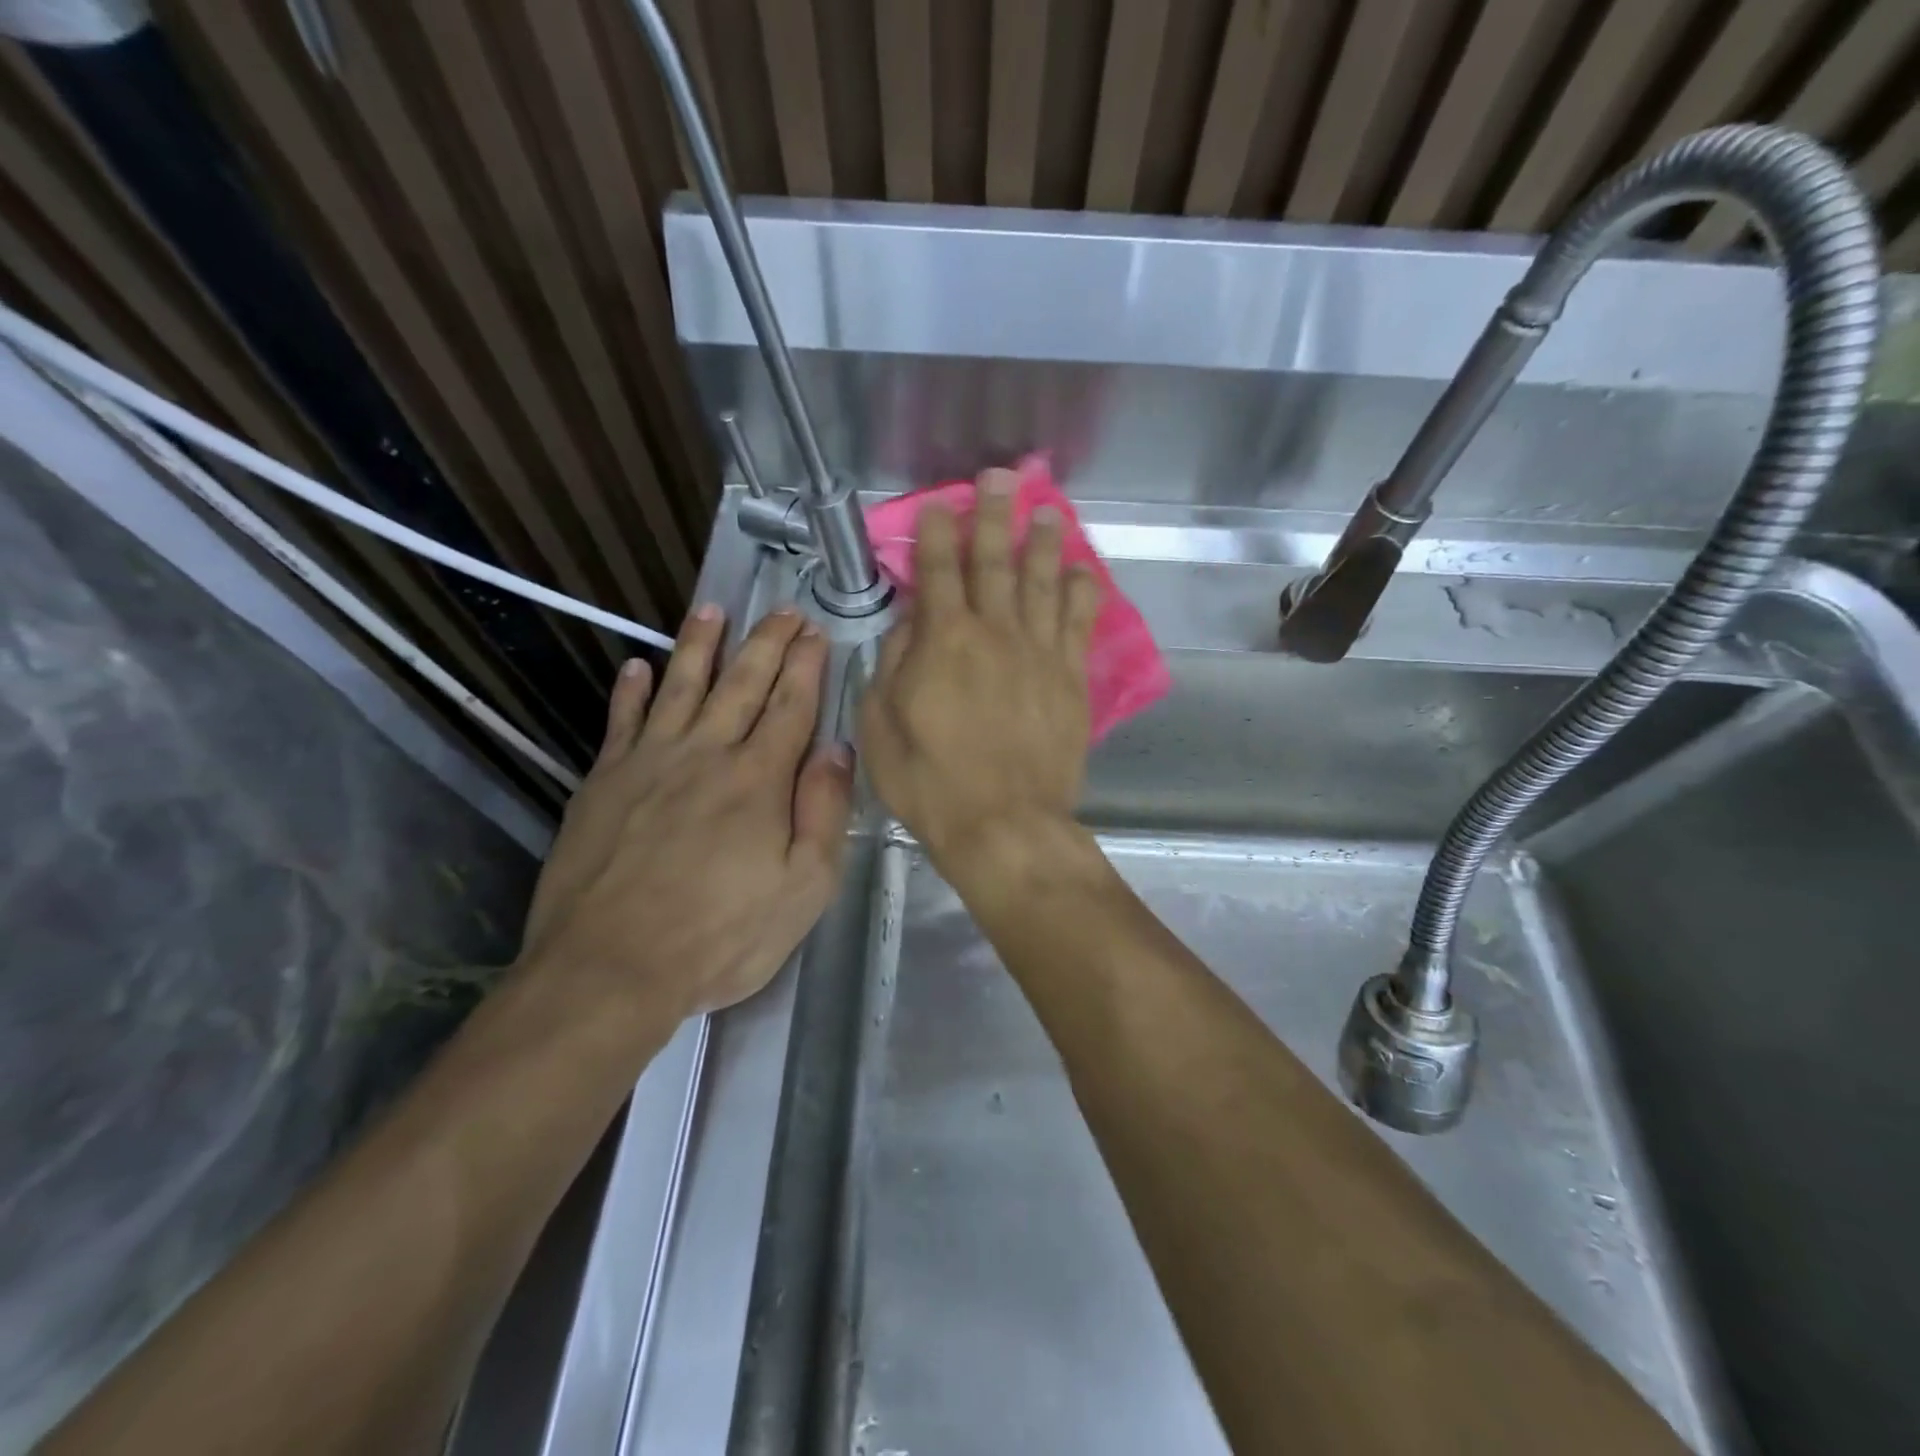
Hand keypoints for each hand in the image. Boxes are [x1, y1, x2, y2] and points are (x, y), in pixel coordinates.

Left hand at [517, 606, 853, 1029]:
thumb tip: (837, 749)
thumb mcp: (804, 889)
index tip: (815, 631)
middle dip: (766, 642)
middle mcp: (706, 755)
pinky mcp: (603, 782)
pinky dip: (630, 691)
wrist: (609, 969)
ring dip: (699, 646)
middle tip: (782, 610)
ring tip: (711, 610)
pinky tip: (636, 667)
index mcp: (759, 780)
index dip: (806, 665)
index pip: (790, 706)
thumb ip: (824, 812)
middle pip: (741, 684)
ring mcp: (648, 763)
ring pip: (679, 687)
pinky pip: (620, 721)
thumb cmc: (720, 937)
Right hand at [861, 467, 1102, 879]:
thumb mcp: (882, 726)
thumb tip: (909, 624)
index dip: (936, 534)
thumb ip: (893, 665)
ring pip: (1043, 583)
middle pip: (995, 562)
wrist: (1003, 823)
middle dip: (994, 517)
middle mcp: (996, 633)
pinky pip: (1079, 625)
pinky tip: (1081, 573)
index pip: (938, 571)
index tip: (939, 504)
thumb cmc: (931, 781)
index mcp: (944, 640)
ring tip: (1046, 511)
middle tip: (999, 478)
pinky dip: (1081, 594)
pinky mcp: (1071, 679)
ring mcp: (1039, 653)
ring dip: (1043, 543)